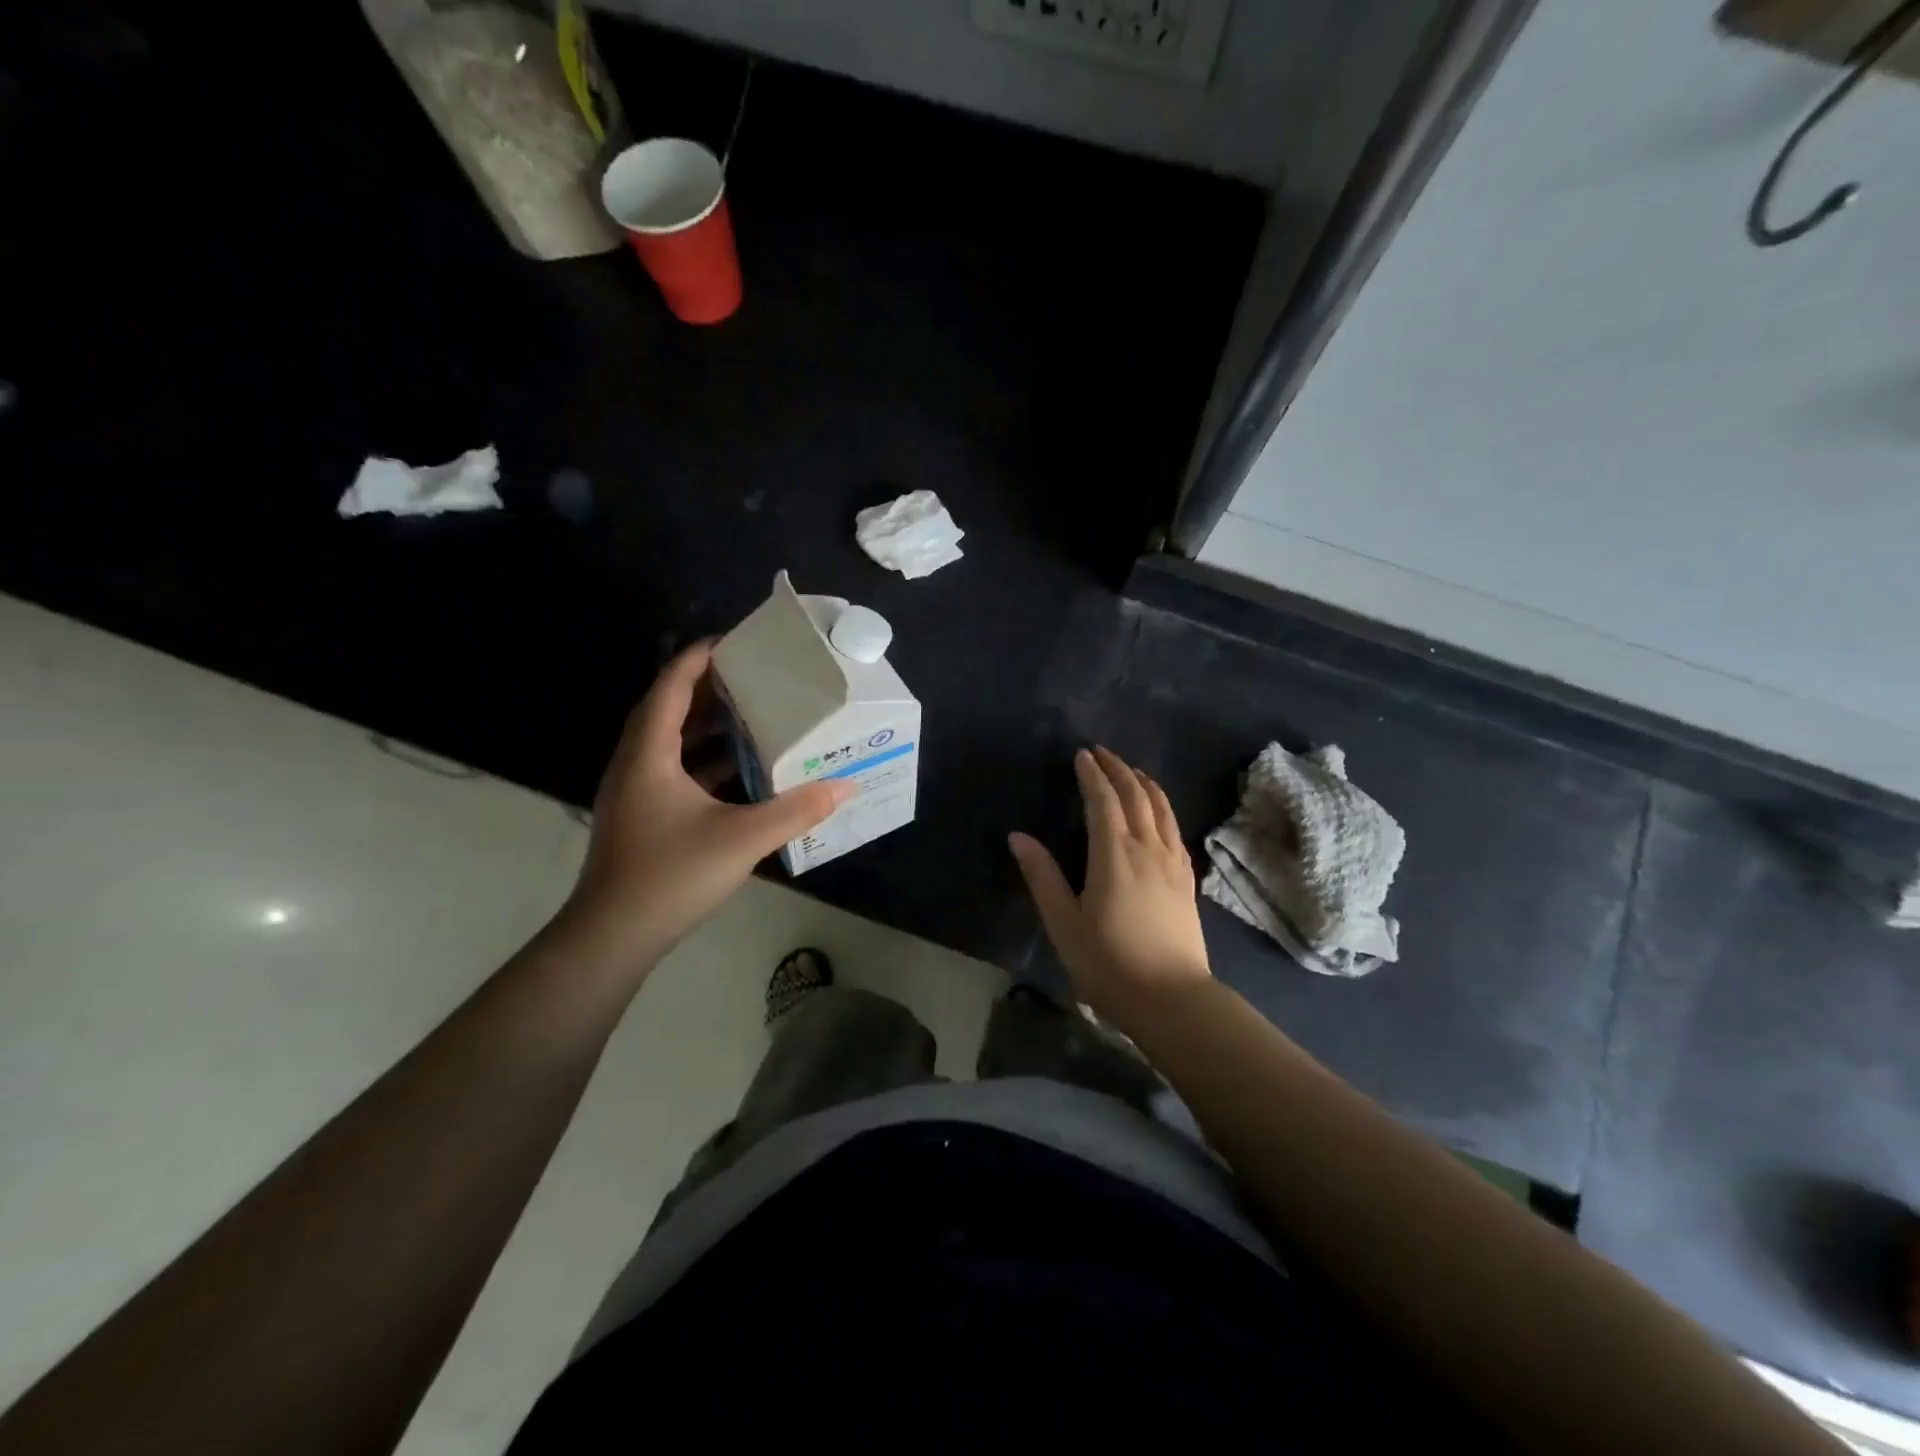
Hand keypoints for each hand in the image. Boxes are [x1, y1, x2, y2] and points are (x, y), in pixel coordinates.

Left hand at [555, 642, 848, 974]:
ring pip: (671, 743)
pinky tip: (741, 771)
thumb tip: (845, 785)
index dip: (698, 658)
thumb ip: (797, 810)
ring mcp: (635, 792)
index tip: (734, 641)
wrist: (613, 936)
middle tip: (755, 676)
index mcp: (650, 754)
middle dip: (710, 689)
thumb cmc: (671, 874)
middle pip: (669, 709)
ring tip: (753, 715)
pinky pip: (674, 771)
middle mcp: (636, 763)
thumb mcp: (743, 838)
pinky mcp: (642, 816)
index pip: (671, 687)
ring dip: (707, 726)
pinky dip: (705, 761)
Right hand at [1009, 746, 1210, 1027]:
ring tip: (1131, 770)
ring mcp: (1172, 863)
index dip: (1091, 775)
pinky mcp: (1187, 879)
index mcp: (1114, 855)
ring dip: (1144, 783)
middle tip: (1101, 753)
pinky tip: (1158, 812)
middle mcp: (1147, 848)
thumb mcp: (1064, 924)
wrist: (1172, 999)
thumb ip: (1042, 876)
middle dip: (1118, 769)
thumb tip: (1018, 836)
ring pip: (1161, 808)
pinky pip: (1175, 829)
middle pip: (1135, 795)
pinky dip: (1163, 808)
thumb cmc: (1109, 964)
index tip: (1081, 755)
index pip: (1103, 801)